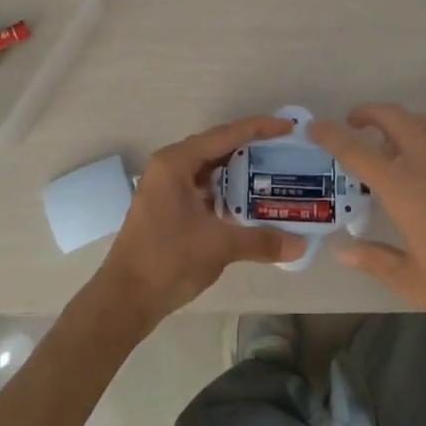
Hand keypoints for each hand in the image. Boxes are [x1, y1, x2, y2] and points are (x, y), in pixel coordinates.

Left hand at [92, 115, 307, 329]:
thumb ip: (261, 241)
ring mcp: (167, 187)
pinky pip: (204, 188)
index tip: (288, 127)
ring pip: (210, 169)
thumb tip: (300, 245)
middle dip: (251, 148)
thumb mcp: (218, 246)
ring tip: (274, 174)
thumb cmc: (168, 260)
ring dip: (239, 172)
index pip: (224, 135)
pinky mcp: (168, 206)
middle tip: (285, 150)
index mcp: (176, 162)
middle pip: (217, 148)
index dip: (258, 128)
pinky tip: (250, 202)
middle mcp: (169, 167)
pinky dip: (227, 191)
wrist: (126, 298)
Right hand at [310, 103, 425, 365]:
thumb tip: (344, 249)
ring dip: (402, 126)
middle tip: (356, 126)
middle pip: (394, 117)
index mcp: (406, 190)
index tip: (315, 126)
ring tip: (394, 150)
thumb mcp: (412, 281)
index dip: (332, 134)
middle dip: (369, 113)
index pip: (358, 150)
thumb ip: (374, 259)